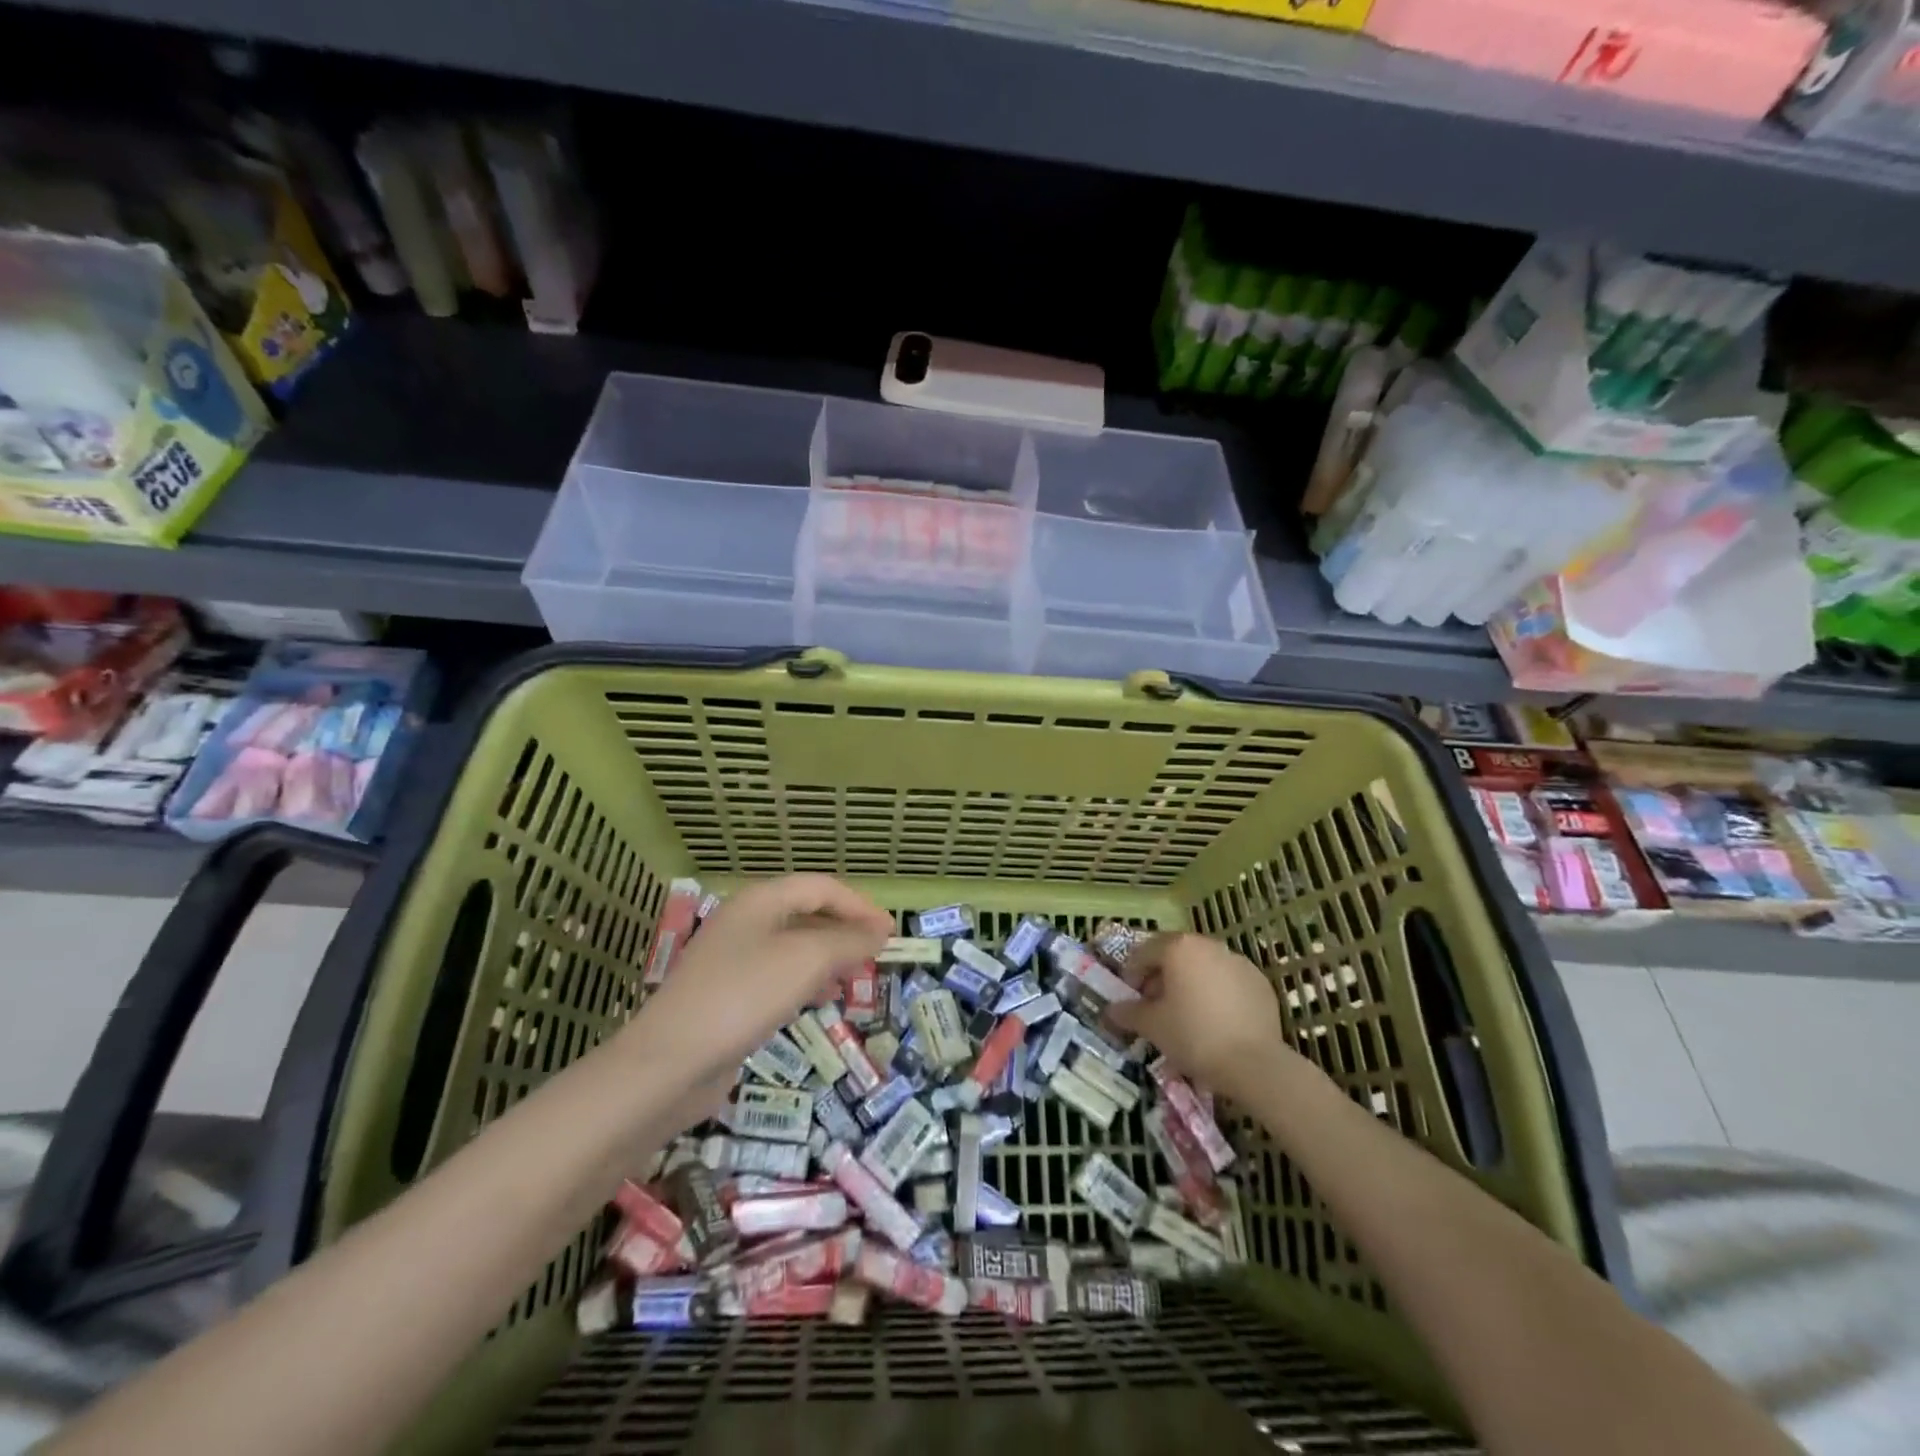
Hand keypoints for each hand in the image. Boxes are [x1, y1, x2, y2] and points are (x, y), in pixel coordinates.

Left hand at [618, 874, 891, 1085]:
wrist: (669, 1063)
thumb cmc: (743, 996)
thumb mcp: (806, 960)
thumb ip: (848, 941)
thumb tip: (879, 933)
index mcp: (761, 900)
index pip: (822, 887)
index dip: (860, 905)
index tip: (891, 932)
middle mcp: (746, 921)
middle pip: (807, 913)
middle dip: (846, 930)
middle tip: (878, 955)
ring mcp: (734, 959)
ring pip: (795, 946)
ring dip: (830, 957)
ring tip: (858, 978)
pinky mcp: (729, 994)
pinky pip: (779, 975)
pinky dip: (808, 981)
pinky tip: (823, 1000)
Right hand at [1106, 932, 1289, 1100]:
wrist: (1254, 1064)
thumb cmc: (1193, 1036)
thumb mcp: (1152, 1026)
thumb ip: (1129, 1013)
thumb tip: (1111, 1010)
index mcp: (1179, 948)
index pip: (1144, 952)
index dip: (1132, 974)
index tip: (1131, 999)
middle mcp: (1209, 945)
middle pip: (1175, 955)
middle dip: (1162, 977)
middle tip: (1156, 1006)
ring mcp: (1238, 961)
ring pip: (1204, 967)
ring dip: (1190, 983)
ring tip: (1186, 1015)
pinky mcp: (1260, 982)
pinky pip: (1228, 982)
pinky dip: (1217, 994)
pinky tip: (1216, 1021)